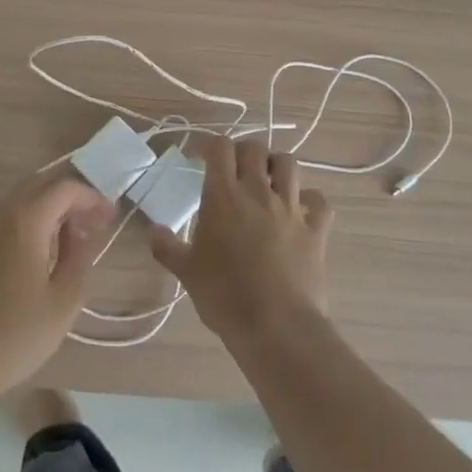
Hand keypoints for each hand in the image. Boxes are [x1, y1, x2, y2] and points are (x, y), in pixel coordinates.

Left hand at [0, 170, 114, 401]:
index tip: (110, 218)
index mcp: (24, 220)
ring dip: (49, 212)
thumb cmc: (13, 335)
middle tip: (94, 224)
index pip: (64, 189)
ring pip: (21, 201)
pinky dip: (29, 224)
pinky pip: (5, 219)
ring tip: (72, 241)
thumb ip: (79, 258)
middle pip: (40, 187)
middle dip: (70, 200)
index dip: (91, 198)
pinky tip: (41, 255)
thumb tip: (81, 234)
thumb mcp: (63, 302)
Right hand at [150, 136, 333, 343]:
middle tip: (233, 168)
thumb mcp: (187, 272)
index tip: (200, 156)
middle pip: (255, 148)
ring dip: (277, 165)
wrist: (276, 327)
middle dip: (243, 151)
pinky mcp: (316, 231)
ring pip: (290, 165)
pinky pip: (319, 203)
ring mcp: (291, 209)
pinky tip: (301, 210)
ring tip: (267, 180)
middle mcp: (259, 193)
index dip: (209, 145)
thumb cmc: (224, 296)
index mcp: (224, 196)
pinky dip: (310, 200)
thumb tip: (152, 231)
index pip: (220, 147)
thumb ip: (167, 247)